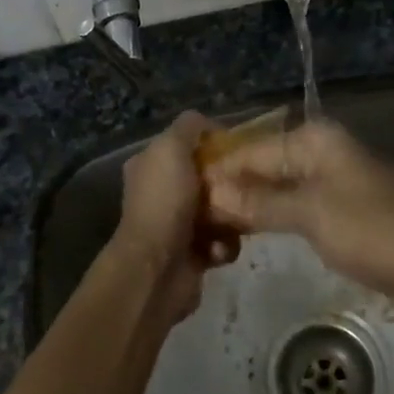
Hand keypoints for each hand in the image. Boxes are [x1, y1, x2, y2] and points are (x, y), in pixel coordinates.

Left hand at [106, 111, 236, 323]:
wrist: (157, 269)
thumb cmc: (164, 202)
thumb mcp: (171, 147)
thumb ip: (189, 126)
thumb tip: (209, 124)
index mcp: (150, 165)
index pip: (186, 145)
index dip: (212, 143)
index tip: (238, 148)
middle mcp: (161, 193)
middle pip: (208, 178)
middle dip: (228, 182)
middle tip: (243, 185)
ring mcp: (176, 225)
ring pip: (221, 210)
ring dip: (231, 217)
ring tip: (233, 222)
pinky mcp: (193, 254)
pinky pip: (222, 242)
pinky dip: (224, 245)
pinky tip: (218, 250)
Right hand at [204, 121, 393, 308]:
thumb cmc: (370, 230)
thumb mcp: (310, 214)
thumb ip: (260, 203)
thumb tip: (211, 193)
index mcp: (312, 142)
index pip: (250, 151)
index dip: (218, 174)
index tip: (182, 198)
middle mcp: (317, 154)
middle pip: (261, 167)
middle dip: (229, 189)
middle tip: (190, 218)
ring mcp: (326, 184)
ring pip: (274, 189)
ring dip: (246, 206)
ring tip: (207, 228)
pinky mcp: (334, 213)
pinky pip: (290, 209)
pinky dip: (268, 219)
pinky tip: (242, 234)